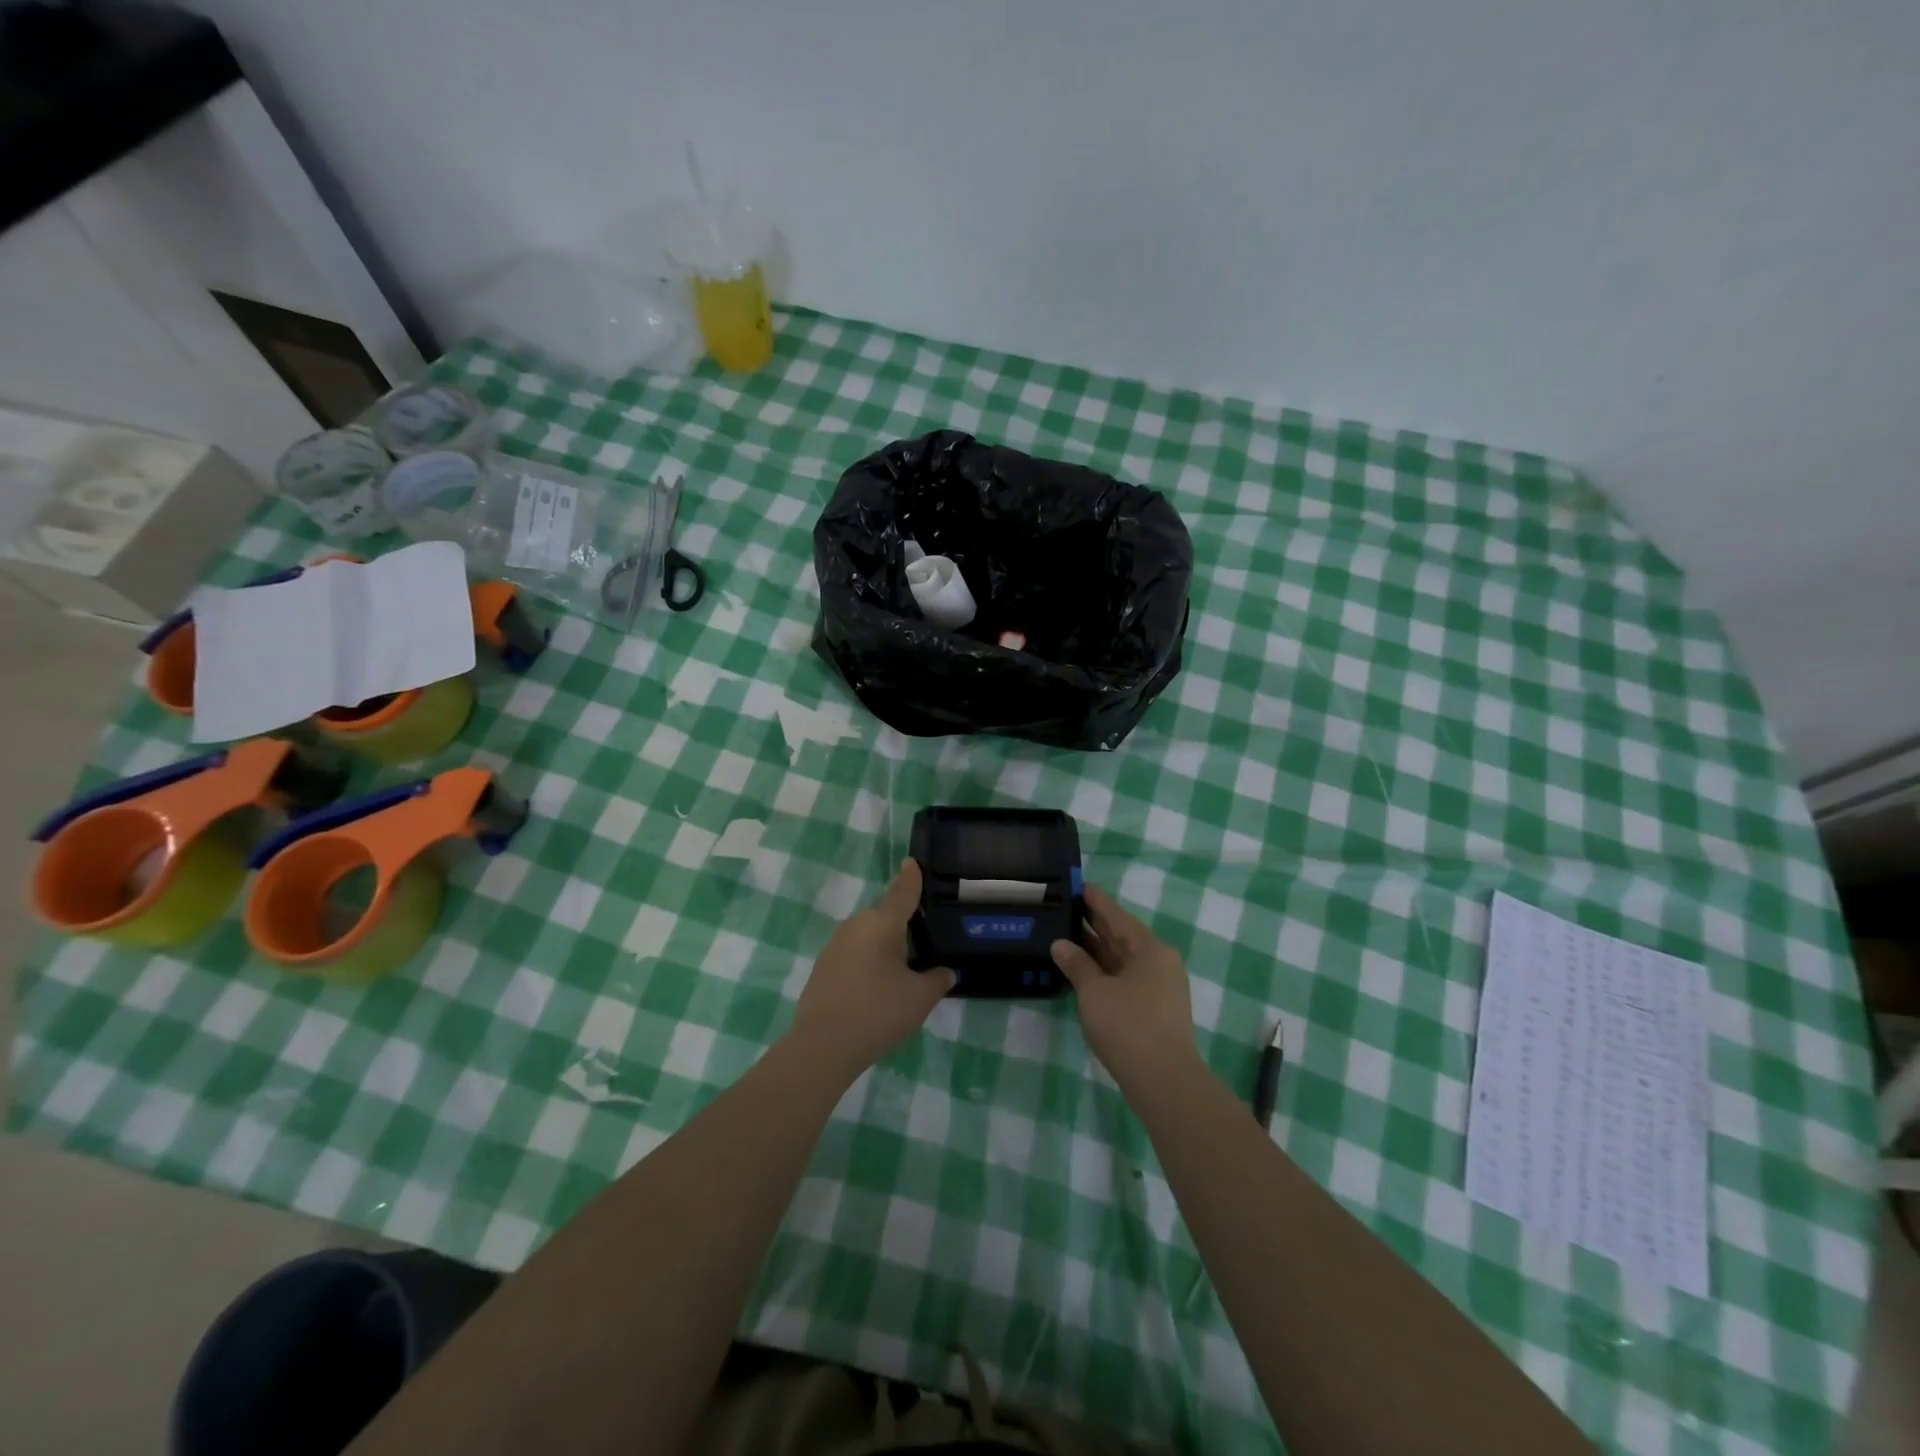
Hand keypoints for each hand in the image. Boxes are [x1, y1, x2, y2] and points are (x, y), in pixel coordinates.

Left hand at [789, 860, 953, 1081]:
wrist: (823, 1045)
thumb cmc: (879, 1012)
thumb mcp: (920, 998)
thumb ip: (937, 980)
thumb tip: (945, 972)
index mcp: (882, 923)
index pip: (902, 892)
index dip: (910, 877)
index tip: (912, 862)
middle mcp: (856, 925)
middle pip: (884, 916)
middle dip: (901, 923)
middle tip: (921, 938)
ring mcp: (834, 945)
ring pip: (867, 936)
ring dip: (882, 946)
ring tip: (900, 968)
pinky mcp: (822, 967)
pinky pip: (852, 954)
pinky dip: (866, 962)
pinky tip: (875, 987)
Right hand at [1051, 884, 1196, 1086]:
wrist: (1164, 1081)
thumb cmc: (1128, 1026)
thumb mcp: (1095, 992)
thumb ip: (1077, 965)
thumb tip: (1060, 944)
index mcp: (1149, 949)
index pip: (1117, 915)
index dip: (1095, 901)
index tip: (1077, 885)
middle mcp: (1158, 962)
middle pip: (1121, 936)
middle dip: (1094, 924)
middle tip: (1064, 908)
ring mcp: (1158, 987)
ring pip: (1122, 959)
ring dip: (1096, 950)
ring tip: (1065, 935)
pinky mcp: (1154, 1009)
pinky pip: (1124, 978)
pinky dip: (1103, 971)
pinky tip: (1082, 970)